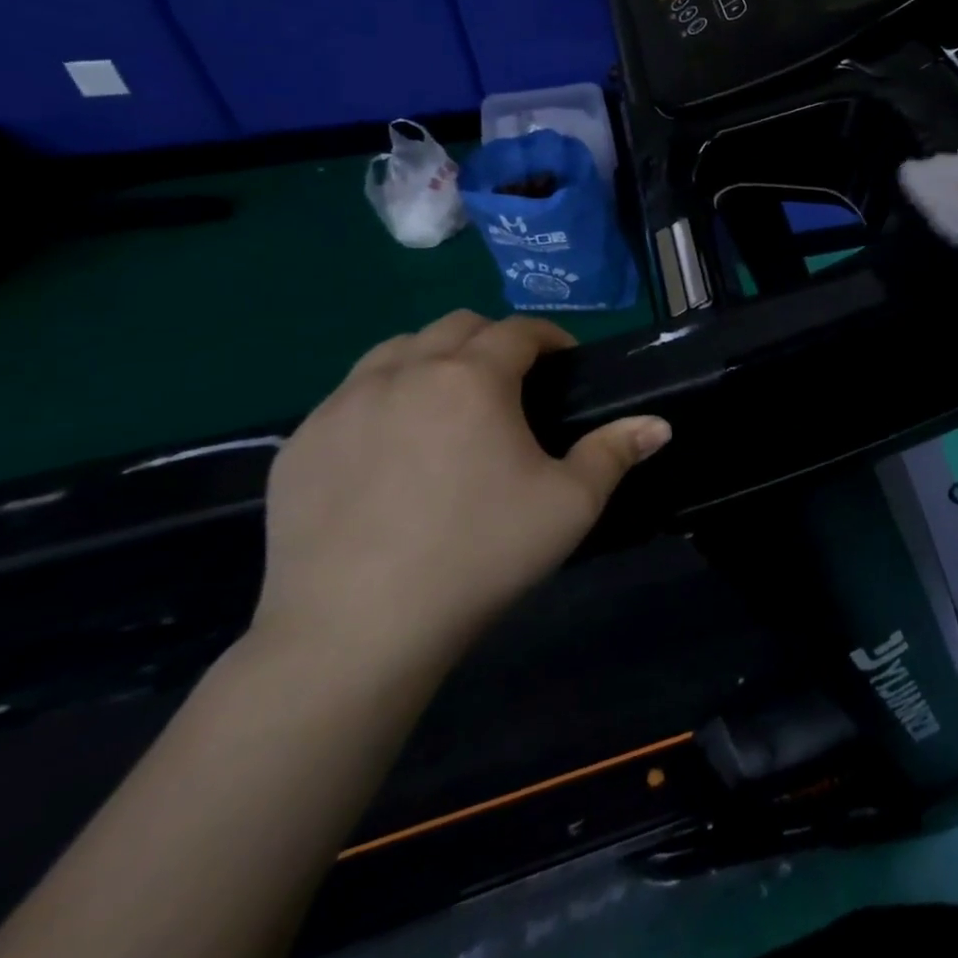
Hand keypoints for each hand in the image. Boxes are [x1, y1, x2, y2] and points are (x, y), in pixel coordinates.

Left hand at [249, 311, 669, 677]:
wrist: (355, 632)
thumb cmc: (479, 555)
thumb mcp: (570, 504)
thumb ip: (616, 453)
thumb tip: (659, 425)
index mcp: (472, 378)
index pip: (517, 330)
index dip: (549, 337)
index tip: (565, 361)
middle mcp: (404, 373)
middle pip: (455, 326)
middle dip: (492, 339)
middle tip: (513, 382)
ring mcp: (341, 406)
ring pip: (394, 349)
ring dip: (433, 357)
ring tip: (450, 402)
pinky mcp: (299, 445)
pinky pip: (348, 395)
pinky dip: (381, 397)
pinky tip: (392, 447)